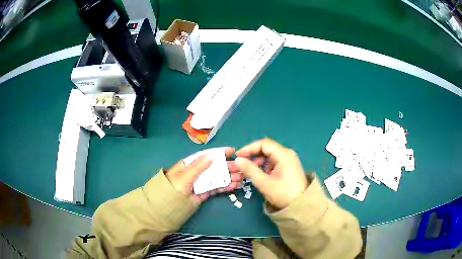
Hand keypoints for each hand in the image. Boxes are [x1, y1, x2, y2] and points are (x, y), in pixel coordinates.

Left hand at [166, 148, 243, 203]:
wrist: (168, 206)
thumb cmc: (174, 187)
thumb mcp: (185, 175)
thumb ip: (199, 166)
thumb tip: (212, 155)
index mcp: (191, 164)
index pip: (207, 156)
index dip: (220, 153)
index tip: (233, 151)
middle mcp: (197, 172)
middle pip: (215, 167)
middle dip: (228, 167)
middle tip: (241, 168)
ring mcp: (201, 183)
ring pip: (217, 178)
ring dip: (229, 177)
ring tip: (241, 178)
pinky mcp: (204, 193)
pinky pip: (216, 188)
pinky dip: (225, 187)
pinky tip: (233, 186)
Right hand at [235, 138, 307, 208]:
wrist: (301, 206)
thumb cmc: (283, 193)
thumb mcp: (264, 182)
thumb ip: (249, 169)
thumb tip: (237, 160)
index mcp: (283, 154)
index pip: (263, 144)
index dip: (249, 148)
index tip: (238, 156)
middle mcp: (287, 154)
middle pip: (266, 148)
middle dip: (253, 155)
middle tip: (242, 164)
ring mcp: (289, 160)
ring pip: (269, 155)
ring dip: (258, 161)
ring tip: (249, 171)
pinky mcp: (289, 167)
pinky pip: (274, 162)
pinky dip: (265, 166)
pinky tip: (260, 175)